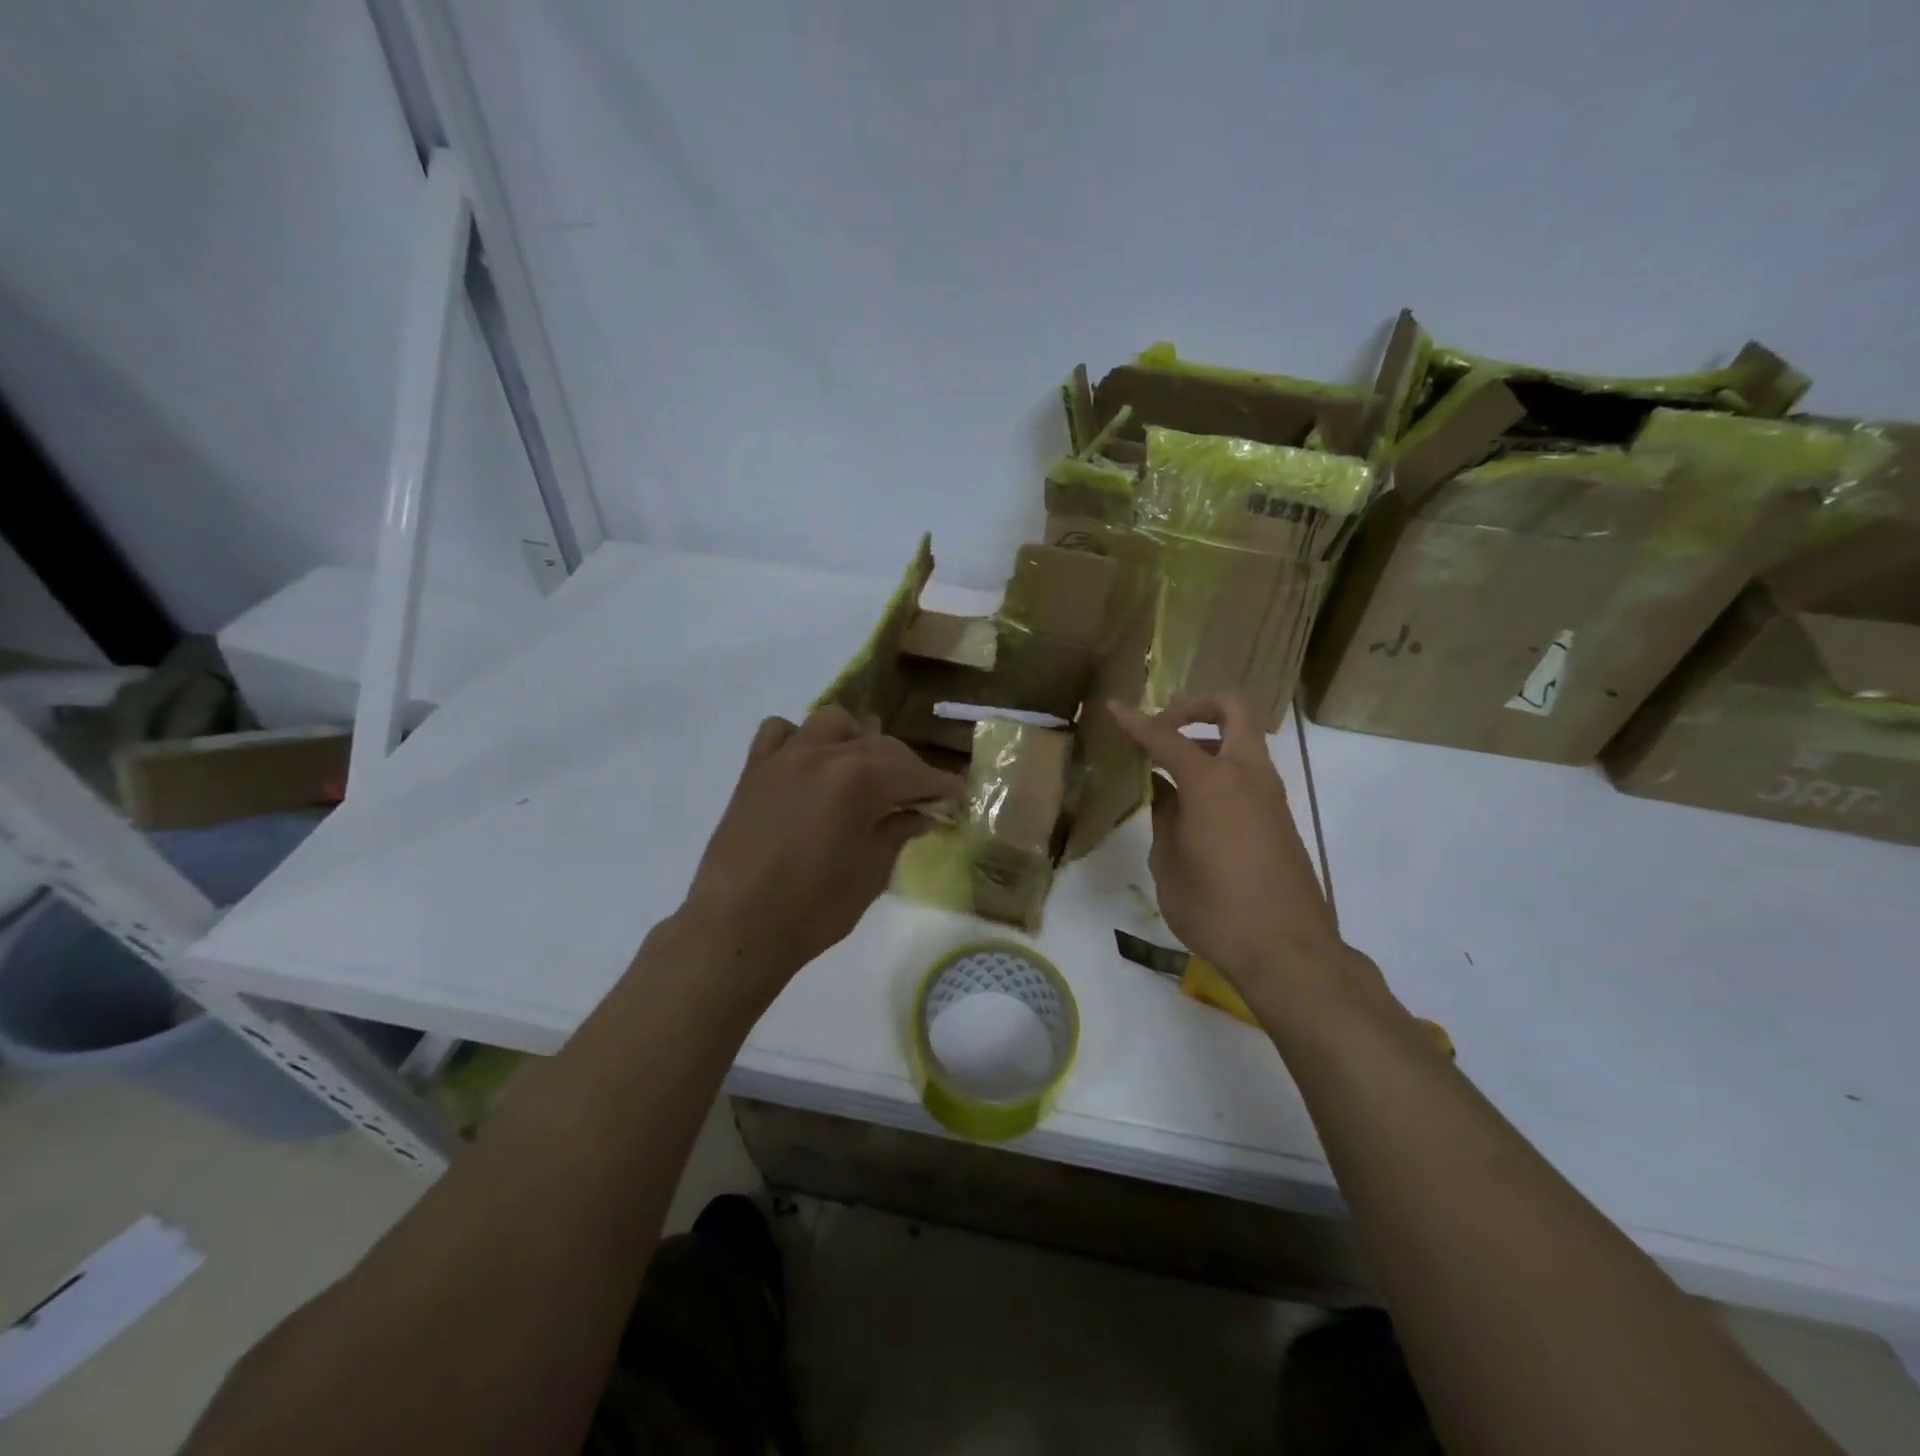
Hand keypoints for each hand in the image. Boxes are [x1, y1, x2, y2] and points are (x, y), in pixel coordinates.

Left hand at [678, 705, 960, 995]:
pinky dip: (801, 740)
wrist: (736, 928)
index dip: (939, 784)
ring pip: (833, 723)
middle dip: (906, 768)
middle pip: (880, 745)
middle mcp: (825, 754)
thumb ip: (898, 833)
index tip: (955, 793)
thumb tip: (918, 814)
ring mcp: (785, 757)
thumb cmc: (813, 909)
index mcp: (860, 780)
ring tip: (862, 772)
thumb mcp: (871, 873)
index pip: (914, 772)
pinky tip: (809, 767)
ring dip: (856, 741)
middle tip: (917, 796)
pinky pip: (780, 732)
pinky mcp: (754, 769)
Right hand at [1109, 694, 1359, 998]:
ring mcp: (1270, 795)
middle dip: (1195, 706)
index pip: (1166, 738)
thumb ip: (1164, 817)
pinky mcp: (1280, 818)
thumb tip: (1164, 791)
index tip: (1113, 708)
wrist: (1287, 951)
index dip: (1136, 722)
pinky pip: (1249, 773)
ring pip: (1244, 741)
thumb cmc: (1215, 908)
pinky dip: (1221, 771)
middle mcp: (1247, 775)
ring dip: (1209, 742)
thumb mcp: (1169, 864)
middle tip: (1164, 728)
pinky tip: (1196, 808)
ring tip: (1172, 774)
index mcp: (1212, 782)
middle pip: (1232, 709)